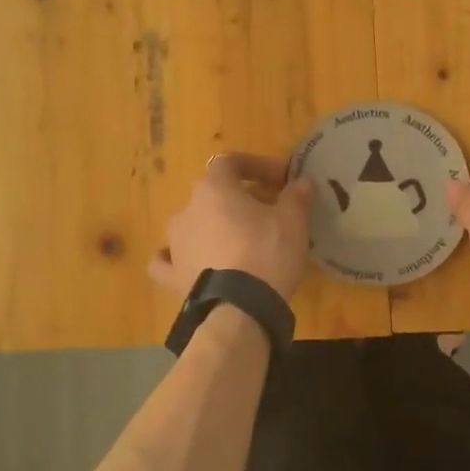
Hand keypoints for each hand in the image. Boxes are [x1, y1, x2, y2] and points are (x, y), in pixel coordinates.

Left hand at [149, 153, 312, 299]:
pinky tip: (190, 262)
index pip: (231, 162)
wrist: (240, 308)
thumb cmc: (267, 253)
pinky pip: (168, 260)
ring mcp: (175, 243)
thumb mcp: (293, 221)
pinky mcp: (173, 275)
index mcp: (214, 189)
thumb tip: (300, 182)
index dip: (257, 166)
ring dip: (215, 226)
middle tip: (269, 212)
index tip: (282, 180)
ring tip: (240, 241)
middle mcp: (187, 210)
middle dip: (241, 198)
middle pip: (214, 193)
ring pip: (194, 224)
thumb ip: (296, 196)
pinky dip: (179, 258)